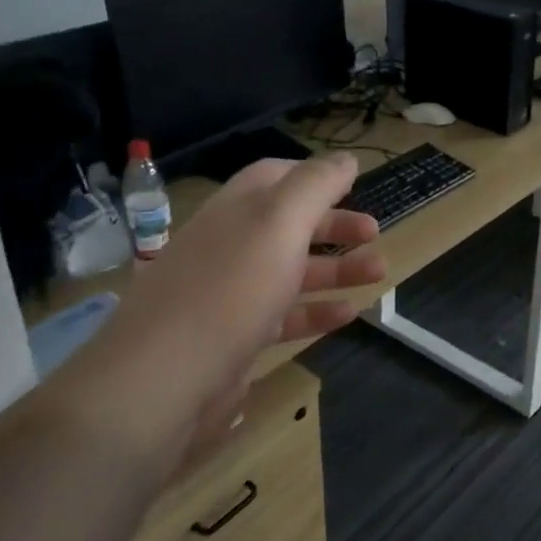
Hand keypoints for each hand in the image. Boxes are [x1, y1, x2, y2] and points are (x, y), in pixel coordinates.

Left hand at [66, 154, 384, 474]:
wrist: (161, 382)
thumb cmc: (229, 290)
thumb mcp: (278, 224)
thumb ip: (315, 186)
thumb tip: (345, 159)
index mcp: (236, 210)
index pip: (274, 176)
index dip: (313, 176)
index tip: (353, 184)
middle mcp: (230, 246)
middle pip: (288, 224)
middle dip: (334, 224)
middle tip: (375, 233)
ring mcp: (230, 295)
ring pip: (290, 271)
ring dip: (336, 268)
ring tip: (378, 273)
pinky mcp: (234, 339)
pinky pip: (284, 317)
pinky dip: (317, 312)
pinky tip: (348, 315)